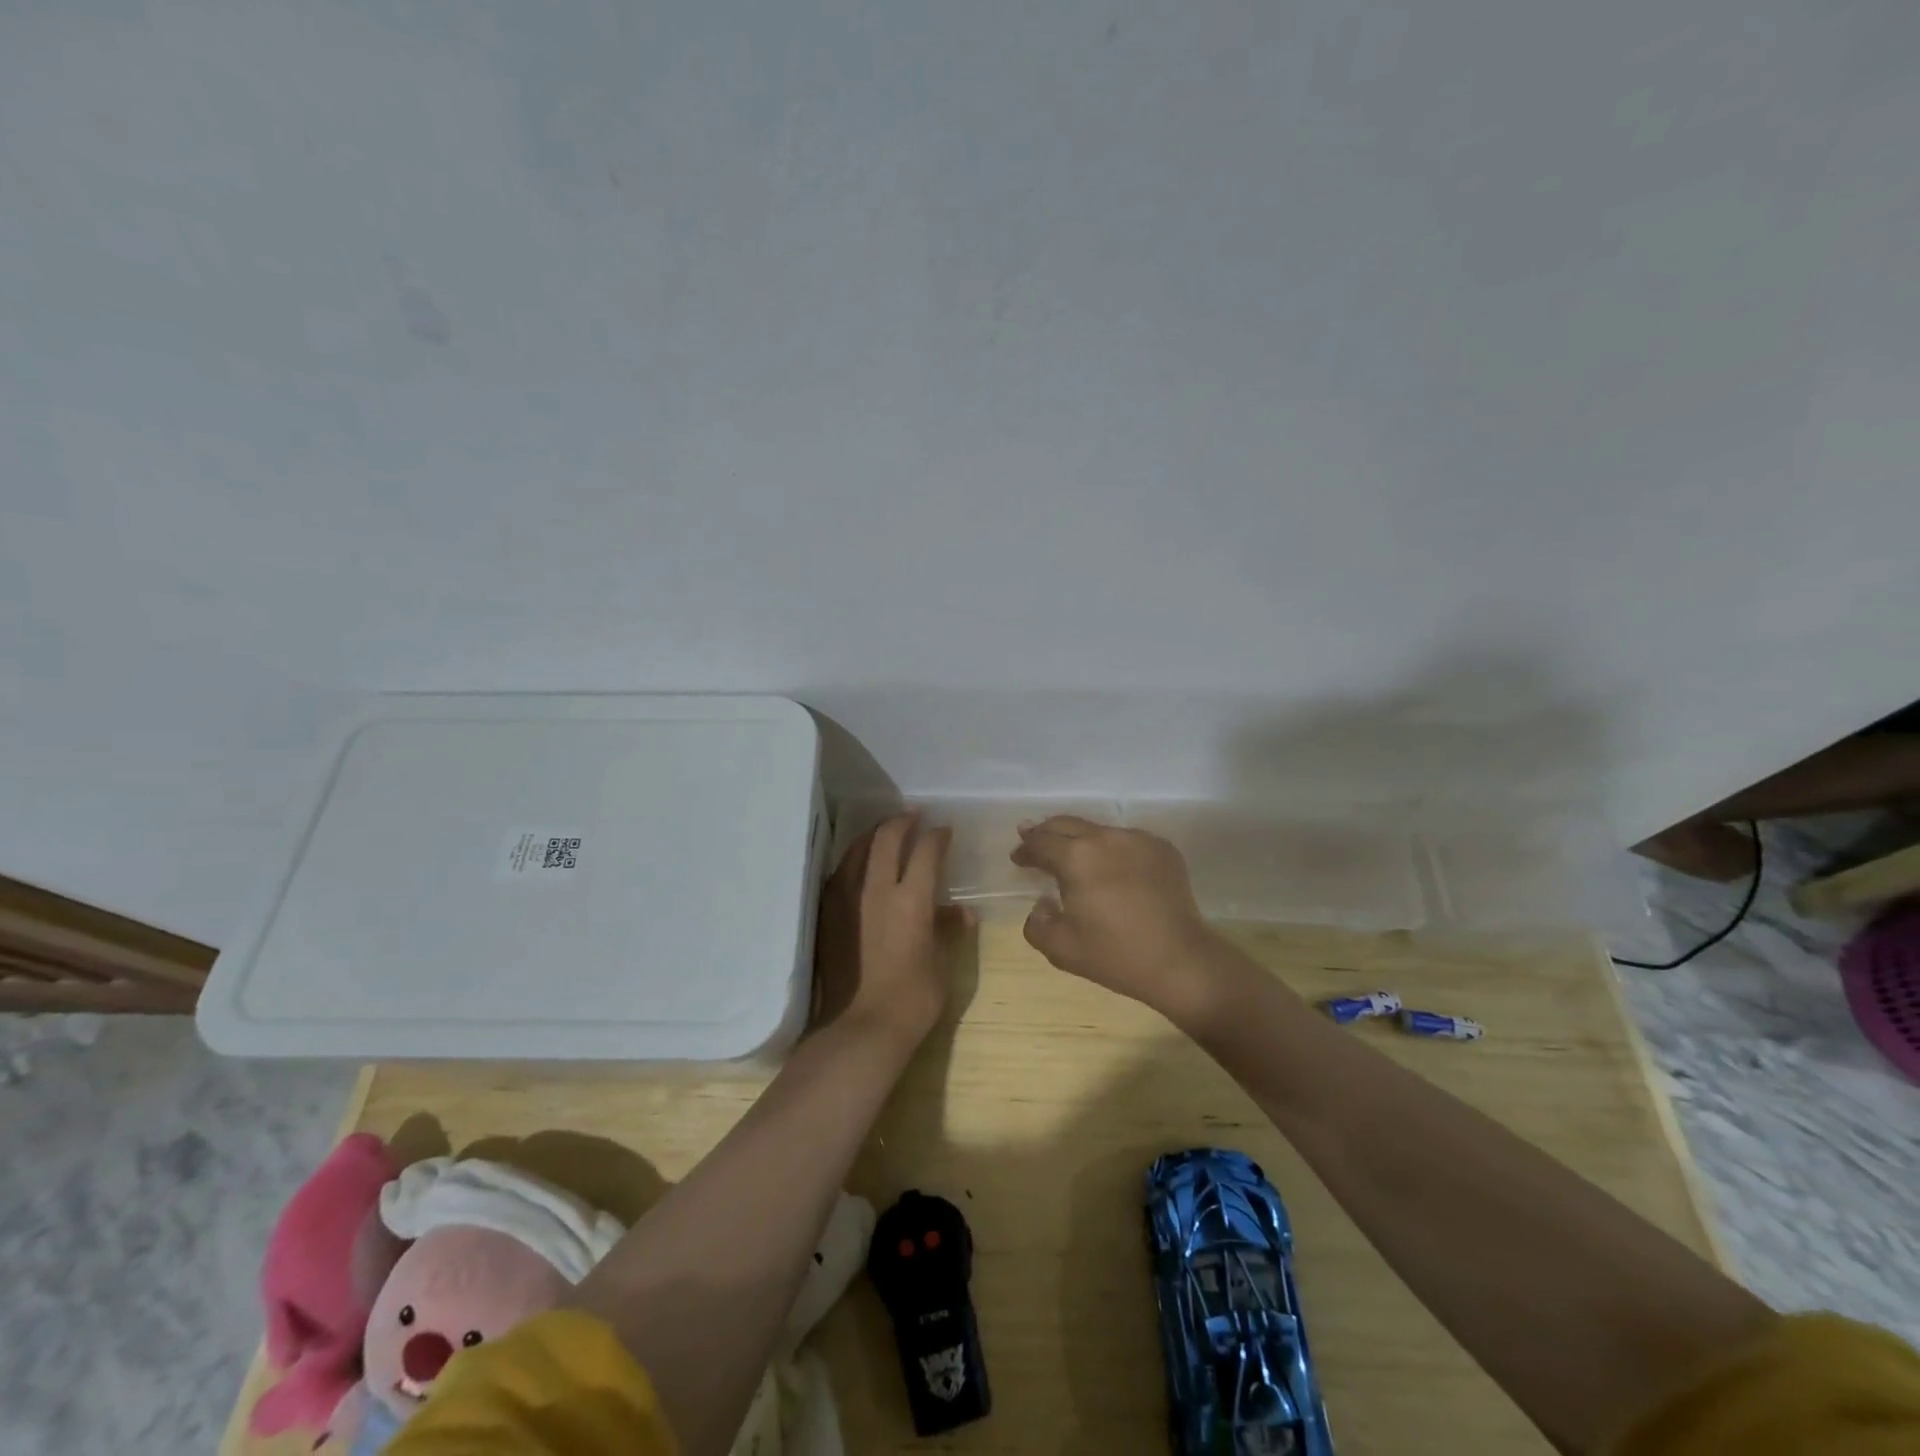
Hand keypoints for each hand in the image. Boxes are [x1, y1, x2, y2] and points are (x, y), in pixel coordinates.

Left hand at [814, 814, 966, 1044]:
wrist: (857, 1030)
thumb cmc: (911, 1002)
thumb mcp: (940, 966)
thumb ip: (948, 931)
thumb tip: (961, 912)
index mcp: (912, 900)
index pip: (926, 851)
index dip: (937, 836)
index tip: (944, 831)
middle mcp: (876, 889)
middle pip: (887, 837)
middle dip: (903, 821)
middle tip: (914, 817)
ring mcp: (846, 898)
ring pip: (858, 849)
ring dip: (875, 834)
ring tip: (885, 832)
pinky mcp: (827, 912)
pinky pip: (840, 871)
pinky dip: (854, 857)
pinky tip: (859, 863)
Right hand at [1010, 817, 1222, 1024]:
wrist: (1180, 960)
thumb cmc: (1116, 955)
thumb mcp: (1061, 949)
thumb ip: (1037, 924)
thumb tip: (1042, 904)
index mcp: (1076, 857)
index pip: (1041, 842)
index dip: (1025, 848)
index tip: (1018, 858)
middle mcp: (1105, 837)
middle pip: (1067, 824)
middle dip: (1046, 833)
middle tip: (1034, 840)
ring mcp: (1137, 839)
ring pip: (1098, 830)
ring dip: (1080, 840)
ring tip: (1074, 856)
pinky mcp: (1162, 848)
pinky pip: (1127, 841)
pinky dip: (1112, 849)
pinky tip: (1112, 868)